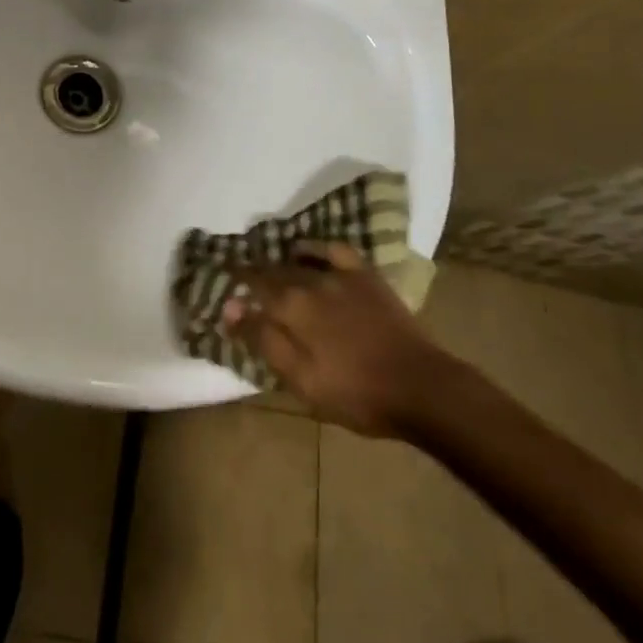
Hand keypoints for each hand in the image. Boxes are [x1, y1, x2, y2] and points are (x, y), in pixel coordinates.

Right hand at [223, 242, 446, 437]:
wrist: (419, 386)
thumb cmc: (356, 394)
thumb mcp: (302, 380)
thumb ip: (264, 340)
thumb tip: (231, 307)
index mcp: (291, 308)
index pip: (253, 287)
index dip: (236, 283)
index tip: (223, 282)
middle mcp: (309, 282)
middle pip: (272, 271)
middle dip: (254, 272)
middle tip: (242, 276)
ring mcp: (339, 275)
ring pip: (298, 260)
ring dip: (278, 261)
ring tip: (269, 266)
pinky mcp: (364, 275)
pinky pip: (332, 250)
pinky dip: (314, 248)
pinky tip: (306, 252)